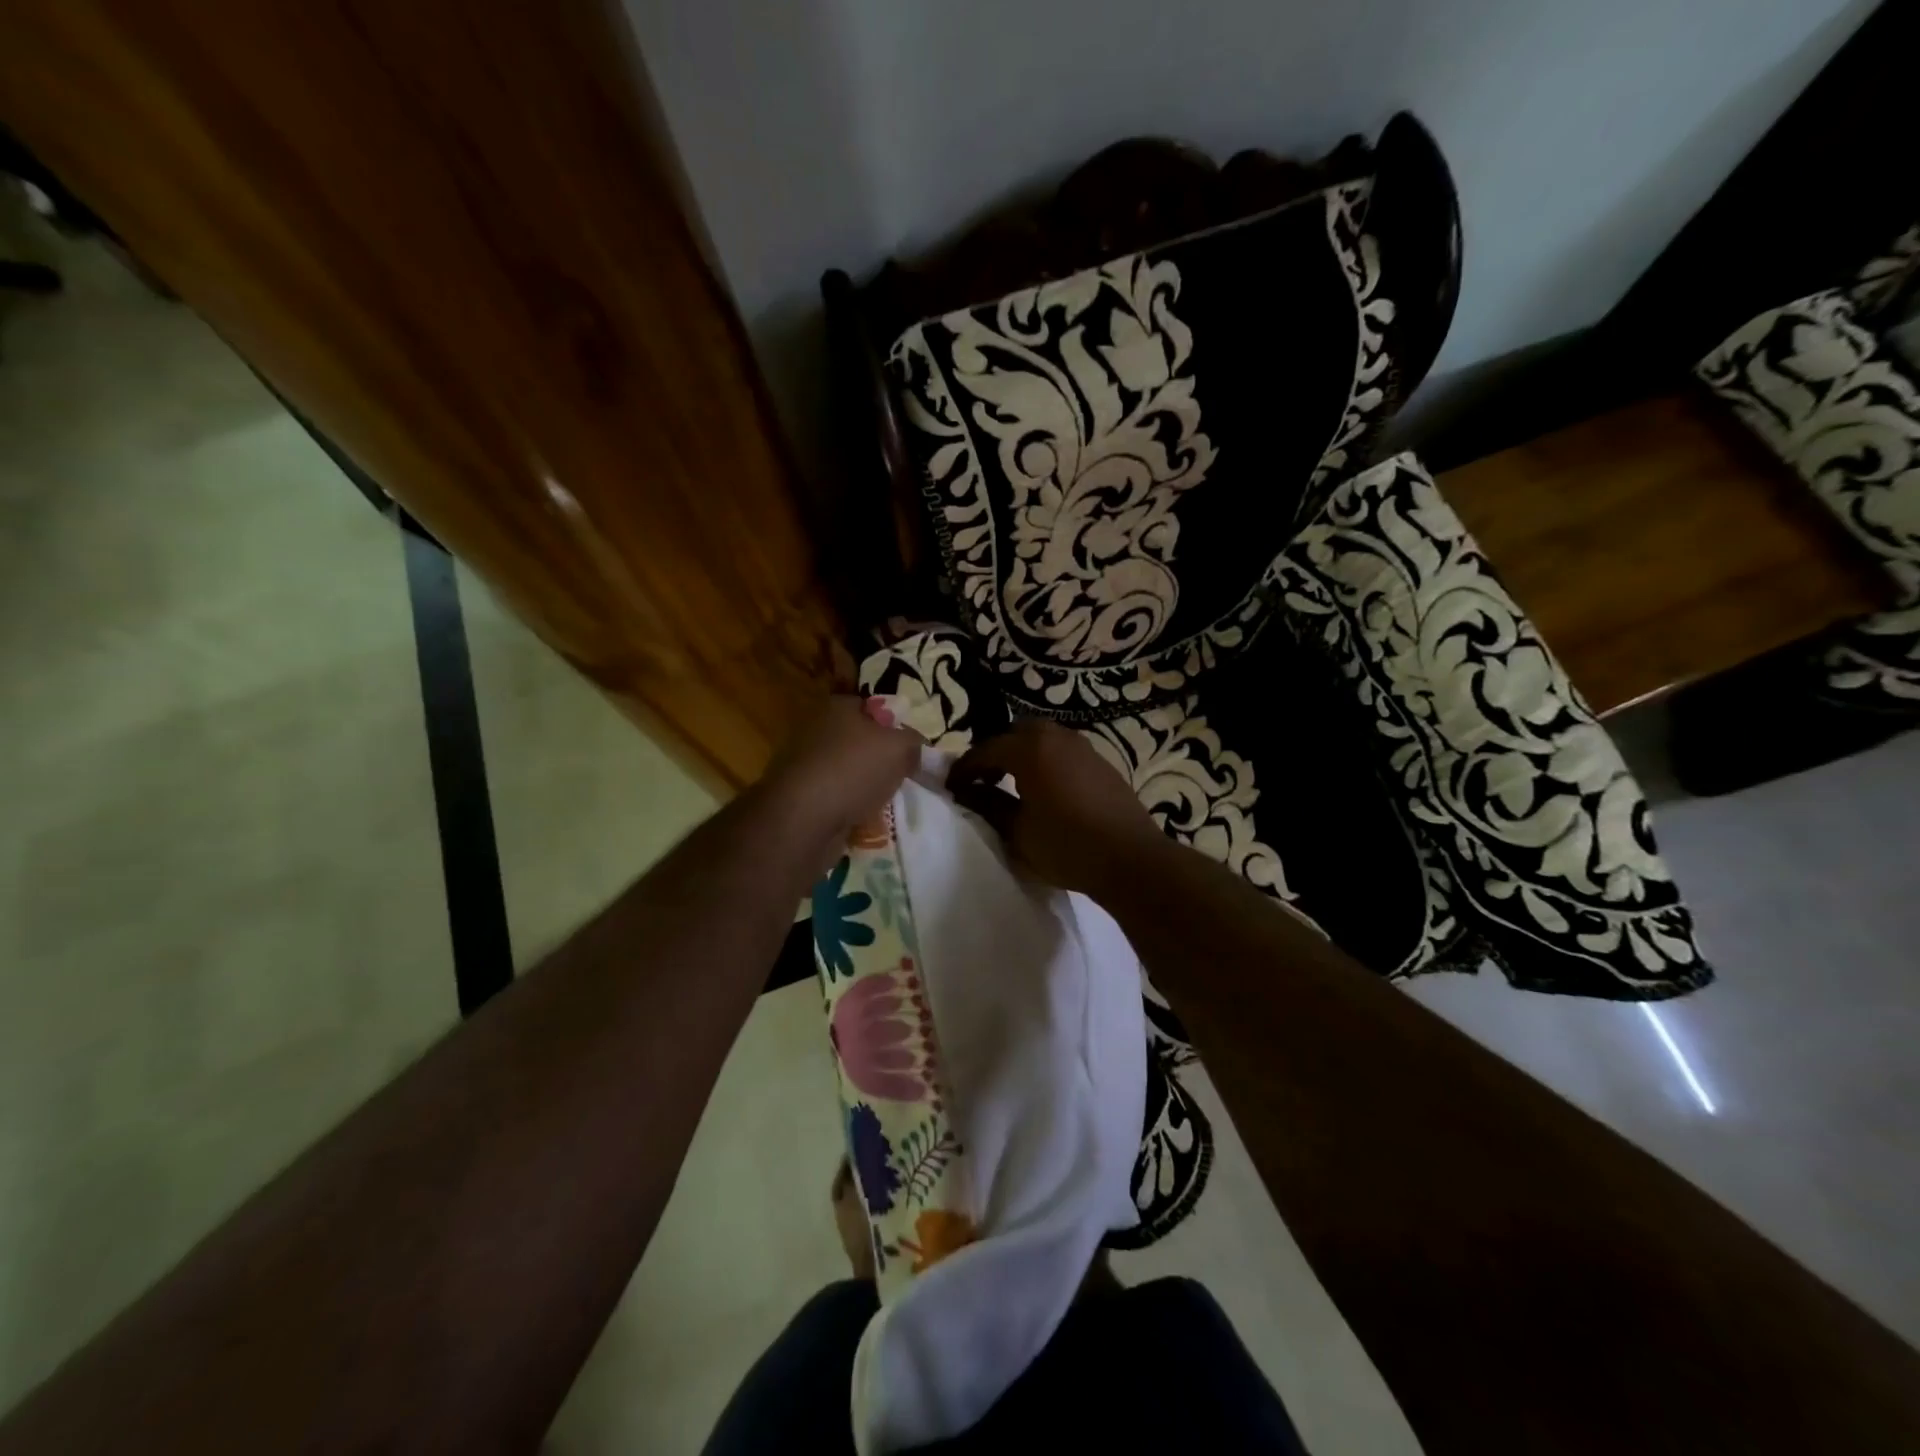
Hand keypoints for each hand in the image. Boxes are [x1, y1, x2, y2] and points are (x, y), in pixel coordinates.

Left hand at [757, 696, 922, 870]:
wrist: (803, 818)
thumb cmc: (854, 770)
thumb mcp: (900, 748)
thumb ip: (913, 742)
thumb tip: (914, 746)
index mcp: (837, 707)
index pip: (871, 707)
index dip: (892, 725)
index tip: (908, 748)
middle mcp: (816, 729)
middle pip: (858, 741)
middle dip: (878, 759)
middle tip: (900, 777)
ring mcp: (803, 763)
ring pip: (846, 771)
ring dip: (863, 786)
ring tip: (882, 802)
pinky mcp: (797, 795)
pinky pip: (833, 797)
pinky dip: (847, 807)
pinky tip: (860, 819)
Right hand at [947, 720, 1163, 896]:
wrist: (1131, 859)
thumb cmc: (1067, 845)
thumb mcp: (1018, 830)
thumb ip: (988, 805)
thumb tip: (966, 792)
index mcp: (1031, 749)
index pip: (986, 750)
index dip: (965, 769)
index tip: (951, 788)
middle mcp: (1057, 737)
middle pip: (1016, 734)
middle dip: (995, 753)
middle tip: (983, 781)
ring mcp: (1083, 747)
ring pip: (1043, 740)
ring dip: (1022, 756)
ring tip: (1012, 785)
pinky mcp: (1102, 763)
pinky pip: (1063, 751)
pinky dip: (1046, 762)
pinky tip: (1045, 790)